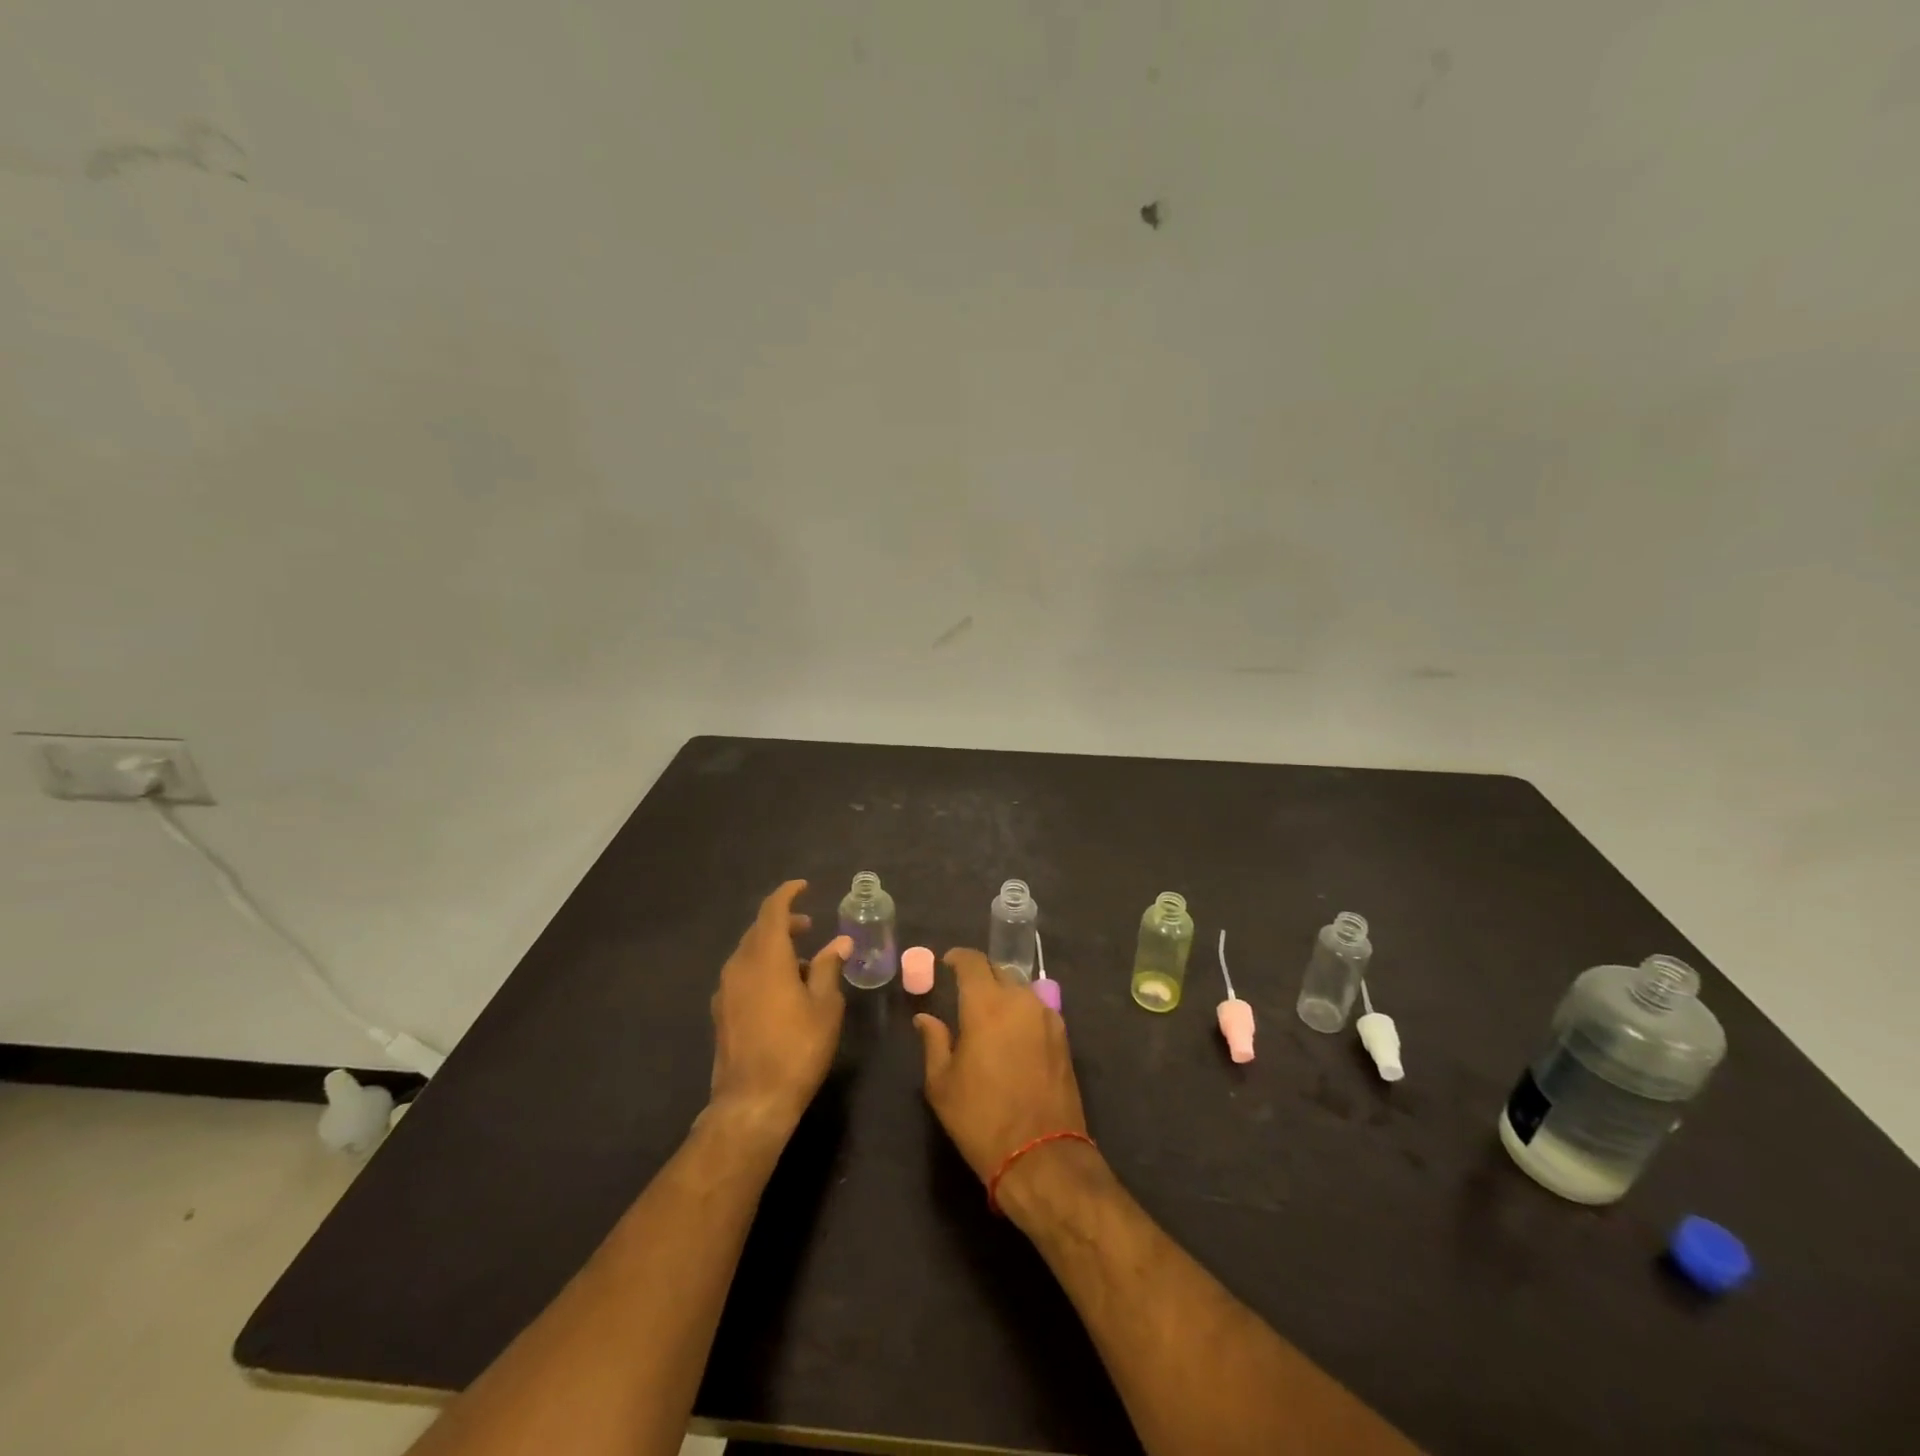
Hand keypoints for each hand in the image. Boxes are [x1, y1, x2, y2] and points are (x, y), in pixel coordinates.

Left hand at [708, 880, 847, 1138]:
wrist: (752, 1101)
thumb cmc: (797, 1048)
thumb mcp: (824, 1005)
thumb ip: (828, 967)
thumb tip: (839, 942)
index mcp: (766, 957)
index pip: (773, 910)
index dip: (788, 894)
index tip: (804, 887)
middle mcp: (740, 966)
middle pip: (759, 930)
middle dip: (783, 922)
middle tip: (809, 927)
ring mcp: (726, 989)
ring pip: (749, 953)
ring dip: (773, 947)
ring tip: (801, 961)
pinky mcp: (721, 1012)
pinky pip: (742, 974)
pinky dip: (762, 968)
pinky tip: (780, 989)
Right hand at [914, 948, 1088, 1186]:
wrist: (1041, 1155)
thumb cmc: (981, 1118)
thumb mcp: (942, 1084)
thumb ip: (934, 1042)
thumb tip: (925, 1019)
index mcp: (987, 1004)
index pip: (973, 962)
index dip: (958, 957)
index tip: (947, 962)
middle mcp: (1021, 1000)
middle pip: (999, 971)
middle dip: (981, 975)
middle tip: (965, 991)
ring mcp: (1047, 1017)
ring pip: (1021, 989)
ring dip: (1004, 993)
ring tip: (989, 1014)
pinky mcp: (1064, 1037)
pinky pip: (1038, 1010)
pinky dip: (1022, 1012)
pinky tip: (1013, 1034)